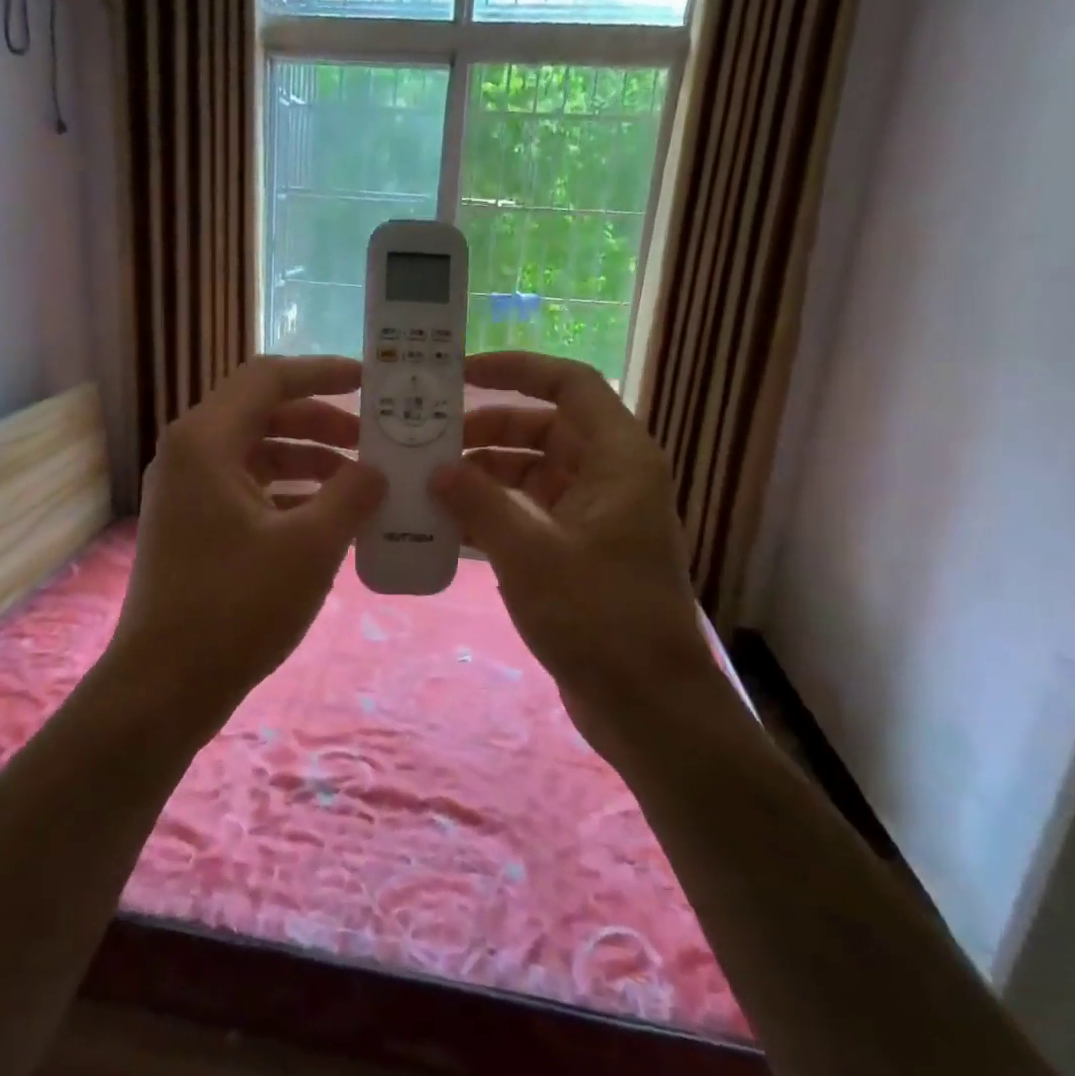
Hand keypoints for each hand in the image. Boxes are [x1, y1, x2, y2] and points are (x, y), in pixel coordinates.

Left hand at [105, 355, 386, 742]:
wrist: (165, 685)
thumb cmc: (236, 606)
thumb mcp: (310, 546)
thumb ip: (352, 495)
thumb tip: (377, 471)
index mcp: (207, 440)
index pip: (269, 378)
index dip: (323, 373)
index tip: (371, 382)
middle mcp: (190, 454)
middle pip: (264, 413)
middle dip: (324, 422)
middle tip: (375, 441)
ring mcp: (188, 492)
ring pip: (258, 454)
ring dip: (311, 461)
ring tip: (362, 483)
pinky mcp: (194, 526)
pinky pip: (249, 489)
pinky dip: (290, 494)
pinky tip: (330, 518)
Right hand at [429, 352, 730, 771]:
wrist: (647, 706)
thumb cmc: (598, 618)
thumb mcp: (529, 553)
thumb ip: (479, 502)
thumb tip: (437, 469)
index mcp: (617, 459)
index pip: (569, 385)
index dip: (517, 369)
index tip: (461, 375)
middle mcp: (609, 477)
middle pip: (544, 428)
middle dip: (487, 429)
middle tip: (428, 440)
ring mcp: (594, 517)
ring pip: (532, 472)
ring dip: (484, 474)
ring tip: (426, 483)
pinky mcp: (578, 553)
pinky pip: (529, 513)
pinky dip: (492, 512)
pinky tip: (446, 524)